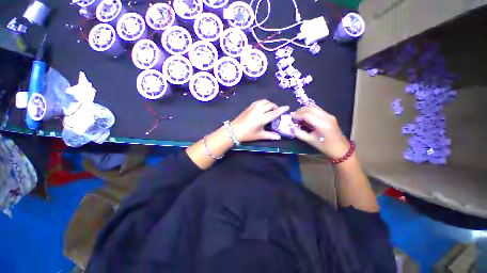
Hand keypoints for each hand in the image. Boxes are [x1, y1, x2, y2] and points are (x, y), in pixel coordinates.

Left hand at [231, 100, 289, 142]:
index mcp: (262, 119)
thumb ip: (270, 136)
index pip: (274, 112)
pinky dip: (263, 102)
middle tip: (277, 111)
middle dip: (276, 106)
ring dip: (269, 103)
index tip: (287, 107)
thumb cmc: (247, 135)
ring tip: (270, 108)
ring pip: (264, 101)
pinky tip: (263, 106)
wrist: (234, 131)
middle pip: (270, 105)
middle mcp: (258, 111)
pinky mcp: (249, 107)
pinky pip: (258, 101)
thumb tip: (279, 137)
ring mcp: (253, 108)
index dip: (282, 109)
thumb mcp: (259, 136)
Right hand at [291, 106, 349, 158]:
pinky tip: (305, 116)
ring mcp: (329, 115)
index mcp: (322, 124)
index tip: (291, 116)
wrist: (341, 149)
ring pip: (315, 107)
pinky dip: (310, 111)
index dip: (298, 115)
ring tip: (298, 115)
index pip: (307, 115)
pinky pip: (317, 110)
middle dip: (301, 110)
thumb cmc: (325, 147)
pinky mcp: (330, 116)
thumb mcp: (310, 141)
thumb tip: (292, 127)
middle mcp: (326, 117)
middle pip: (311, 108)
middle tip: (293, 115)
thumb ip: (299, 133)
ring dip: (305, 110)